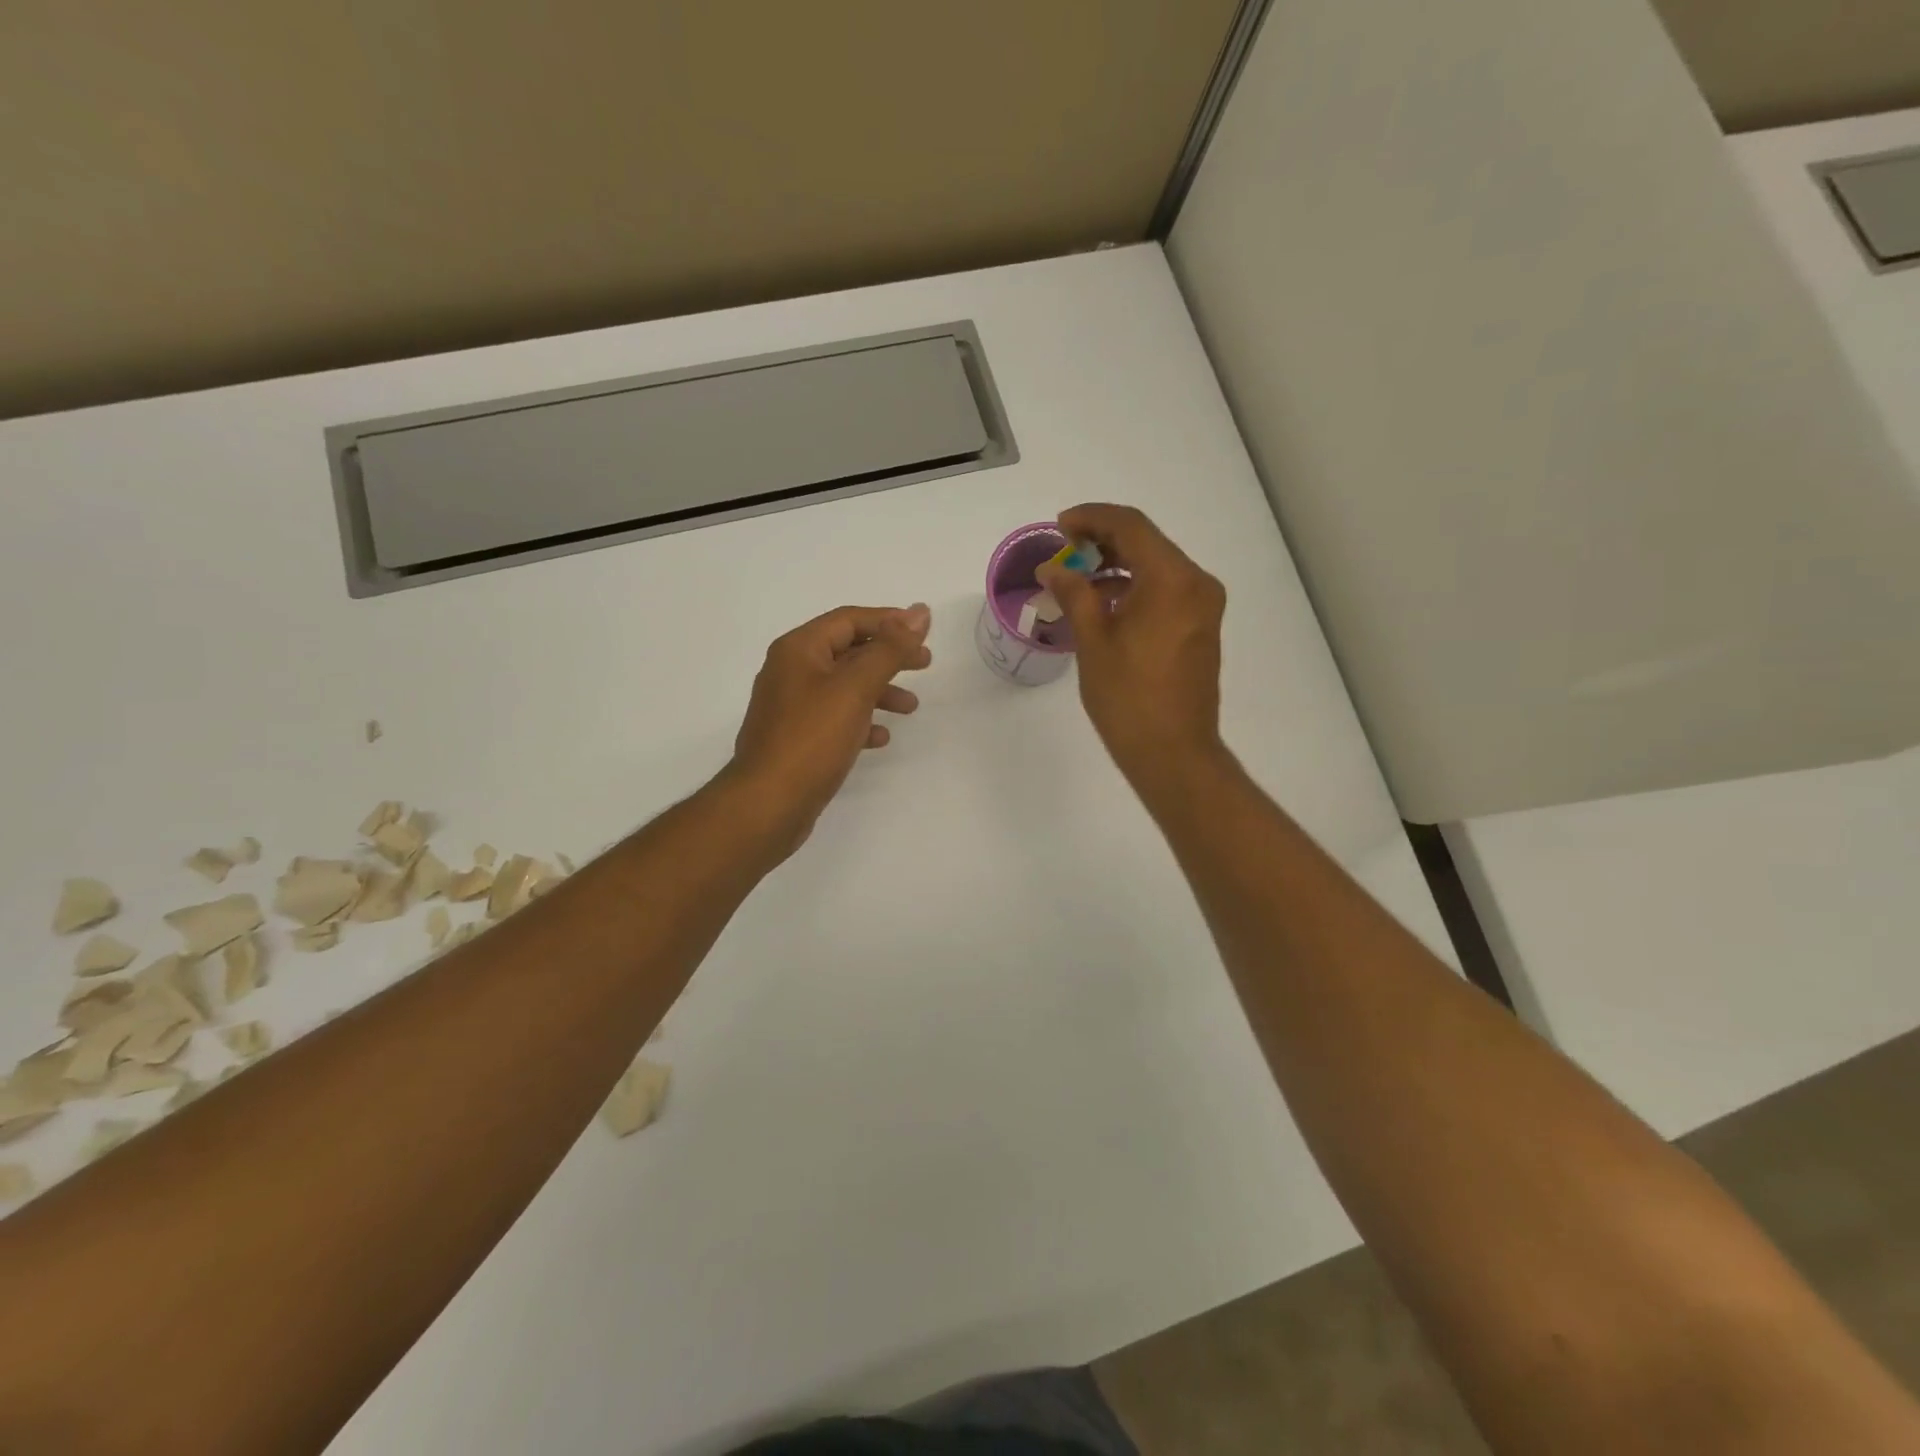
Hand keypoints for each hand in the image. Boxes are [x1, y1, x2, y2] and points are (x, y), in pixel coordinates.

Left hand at [727, 603, 932, 857]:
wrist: (768, 803)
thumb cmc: (812, 738)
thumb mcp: (856, 687)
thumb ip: (890, 649)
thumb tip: (920, 611)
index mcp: (799, 650)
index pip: (849, 620)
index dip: (889, 621)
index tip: (924, 631)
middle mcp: (791, 671)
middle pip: (848, 651)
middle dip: (888, 656)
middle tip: (924, 663)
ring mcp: (791, 707)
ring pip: (844, 687)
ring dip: (879, 691)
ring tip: (911, 708)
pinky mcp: (796, 739)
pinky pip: (834, 718)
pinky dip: (861, 721)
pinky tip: (880, 738)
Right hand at [1038, 504, 1226, 788]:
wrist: (1173, 752)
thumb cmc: (1128, 698)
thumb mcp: (1092, 641)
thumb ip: (1074, 594)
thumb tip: (1054, 568)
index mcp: (1171, 580)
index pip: (1131, 526)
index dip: (1091, 518)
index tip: (1059, 526)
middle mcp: (1196, 583)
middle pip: (1147, 542)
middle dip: (1103, 541)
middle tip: (1064, 551)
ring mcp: (1203, 606)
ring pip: (1156, 566)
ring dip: (1117, 566)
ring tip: (1076, 579)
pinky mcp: (1201, 626)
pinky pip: (1165, 590)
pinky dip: (1135, 587)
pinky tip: (1103, 603)